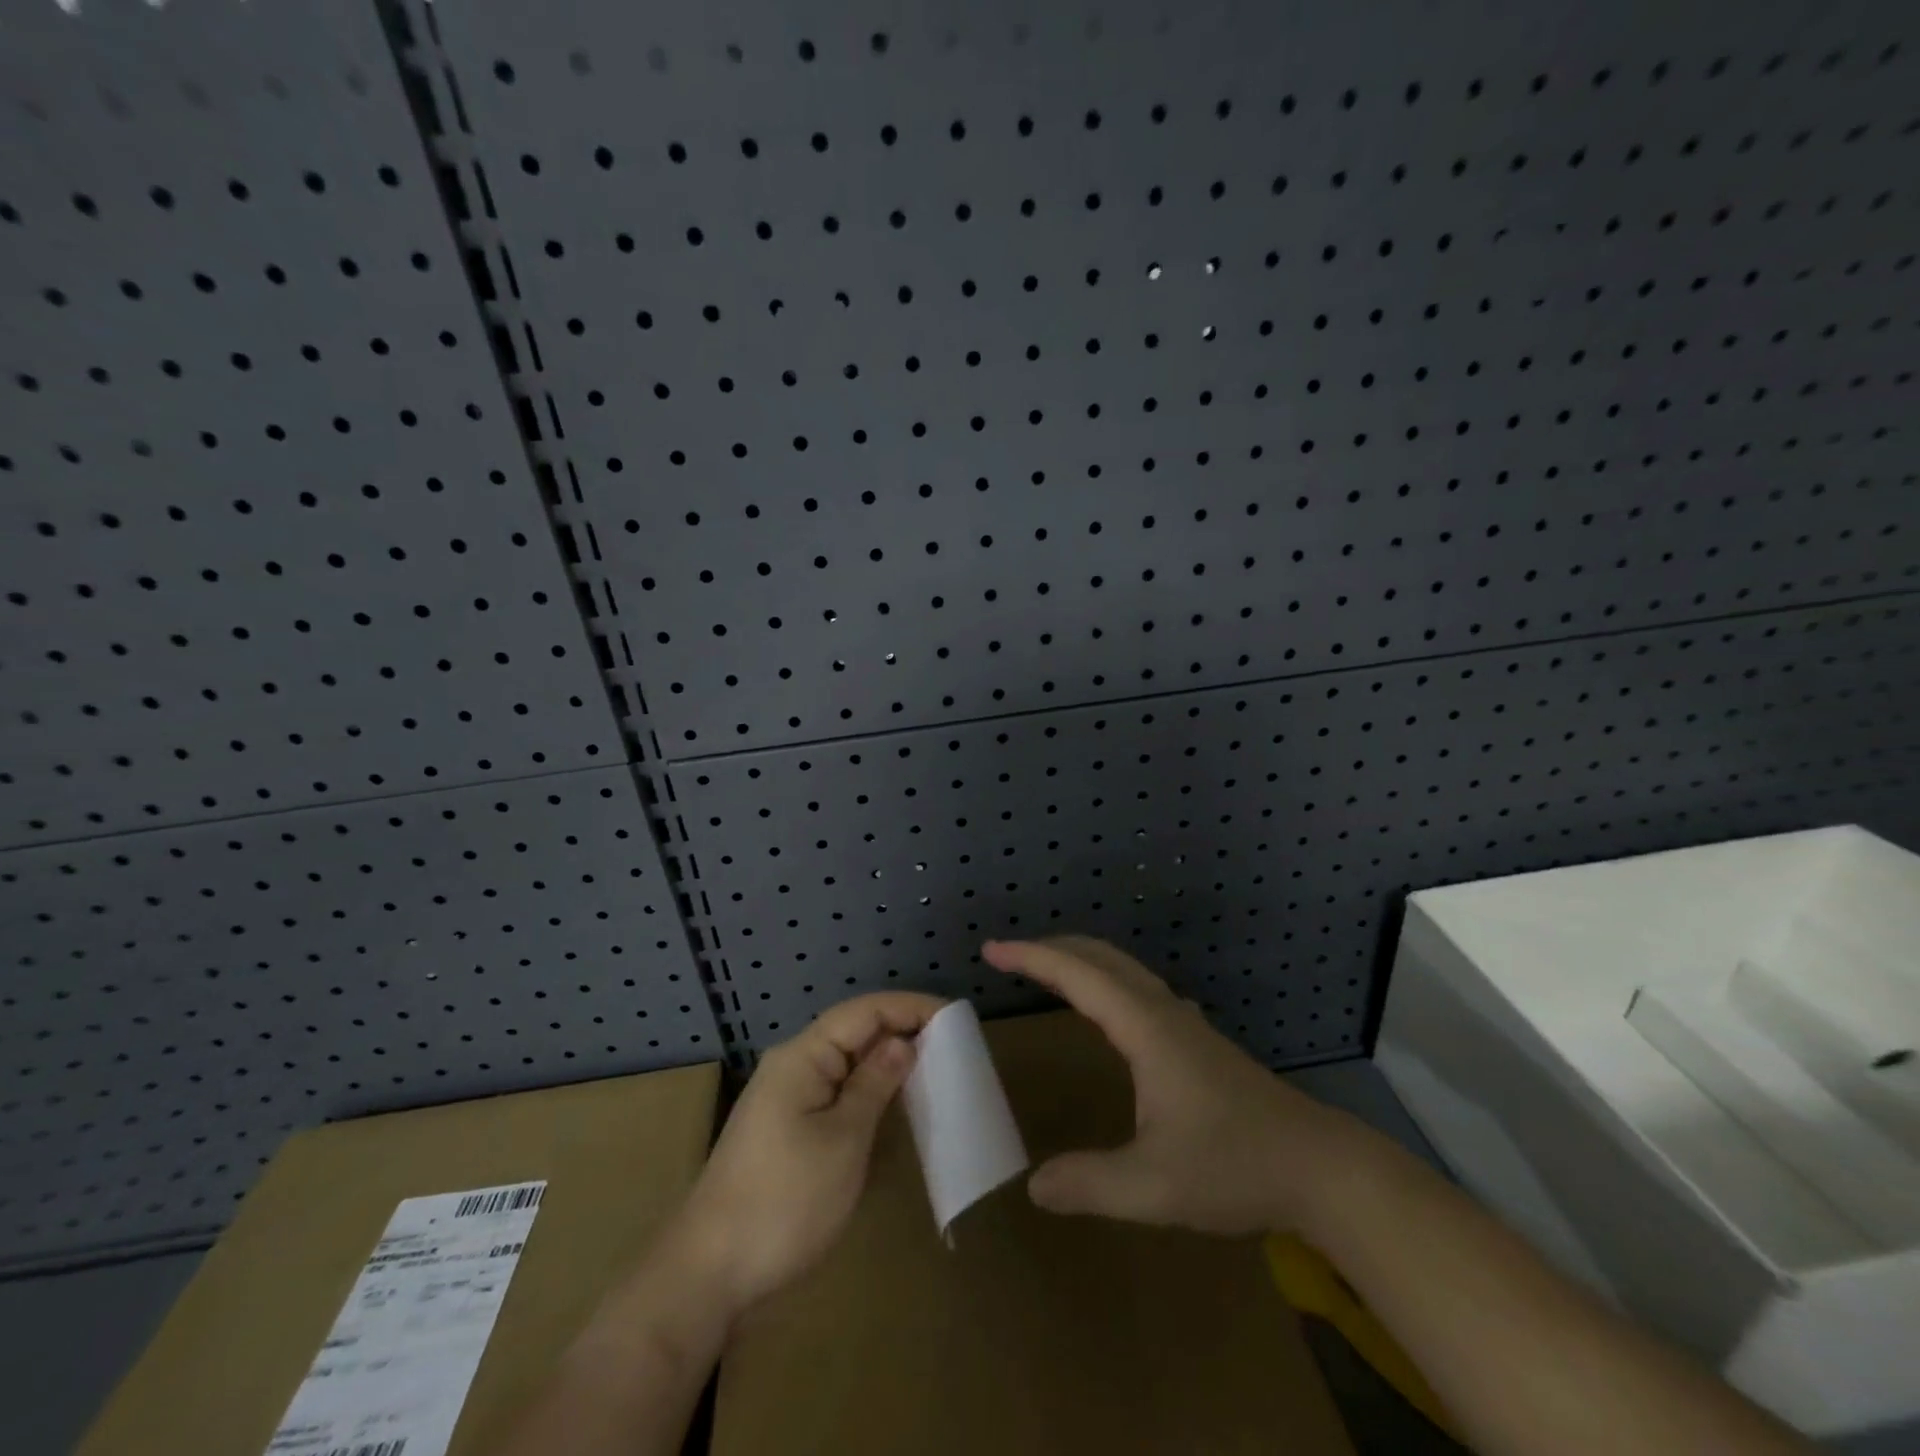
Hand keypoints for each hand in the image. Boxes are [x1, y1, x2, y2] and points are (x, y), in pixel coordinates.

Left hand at [666, 991, 944, 1322]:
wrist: (708, 1273)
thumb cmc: (784, 1201)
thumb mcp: (843, 1141)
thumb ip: (875, 1084)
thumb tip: (904, 1042)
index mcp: (803, 1056)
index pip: (865, 1011)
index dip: (910, 1007)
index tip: (955, 1017)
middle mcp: (793, 1065)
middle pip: (855, 1031)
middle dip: (902, 1031)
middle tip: (953, 1046)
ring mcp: (786, 1097)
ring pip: (846, 1062)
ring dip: (887, 1062)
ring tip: (933, 1070)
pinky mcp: (786, 1128)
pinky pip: (836, 1091)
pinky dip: (869, 1091)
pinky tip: (893, 1107)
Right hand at [984, 937, 1354, 1234]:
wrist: (1320, 1167)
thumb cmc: (1235, 1166)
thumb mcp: (1154, 1186)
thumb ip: (1090, 1183)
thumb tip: (1034, 1186)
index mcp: (1145, 1028)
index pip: (1078, 976)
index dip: (1032, 958)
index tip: (992, 950)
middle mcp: (1162, 1012)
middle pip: (1100, 957)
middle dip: (1052, 948)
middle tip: (1010, 955)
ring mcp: (1184, 1023)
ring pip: (1123, 970)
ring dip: (1080, 960)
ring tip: (1047, 971)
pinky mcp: (1197, 1040)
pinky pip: (1137, 988)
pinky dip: (1104, 979)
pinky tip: (1105, 1009)